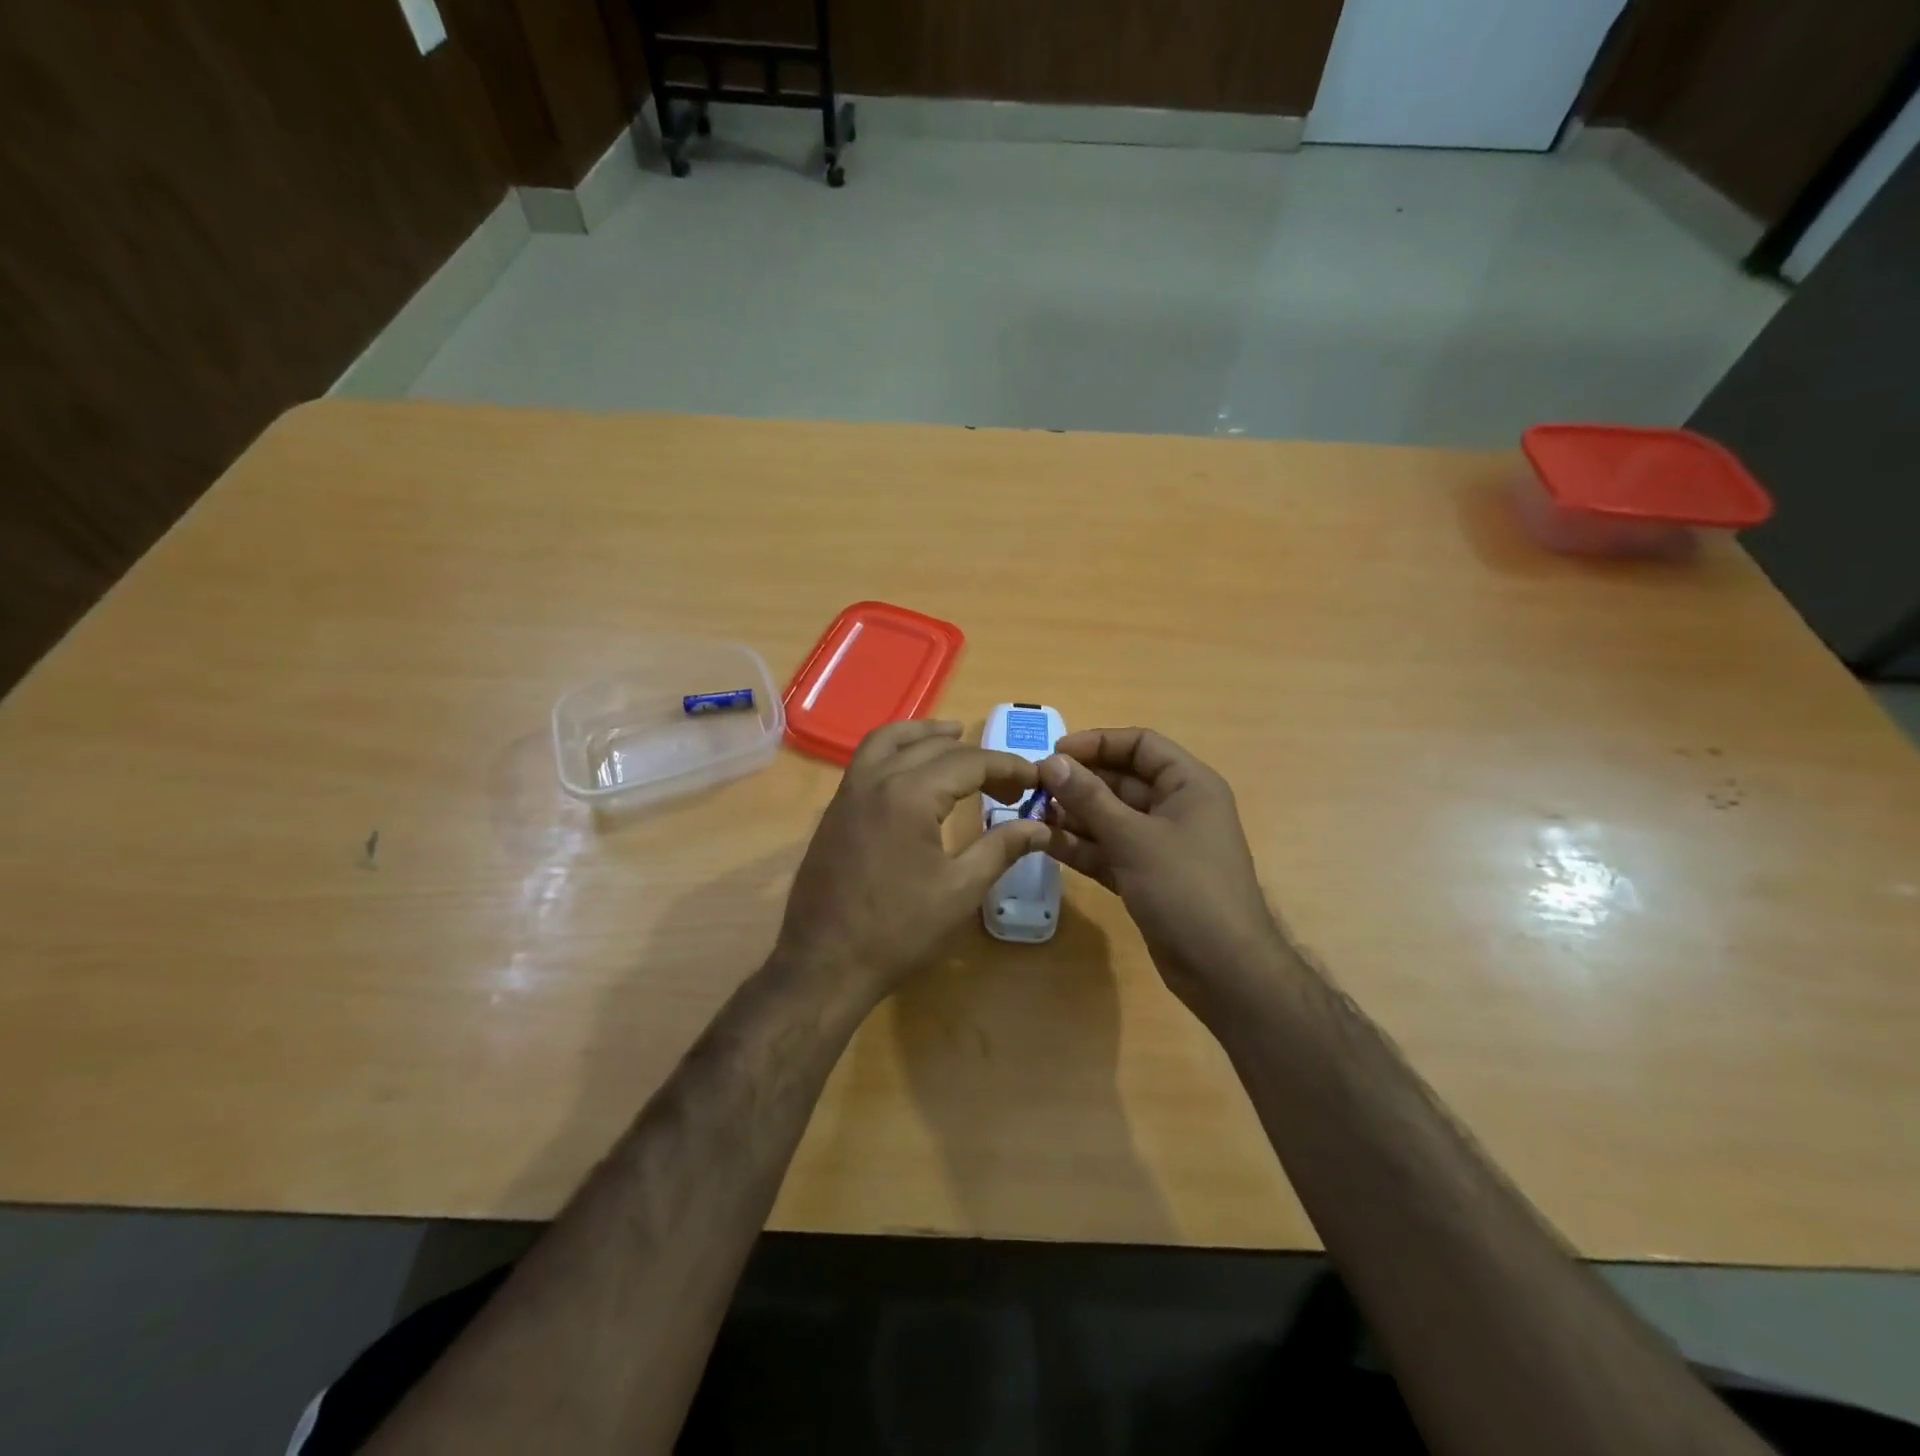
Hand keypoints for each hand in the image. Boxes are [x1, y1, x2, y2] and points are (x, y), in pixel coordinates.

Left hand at [776, 720, 1048, 1003]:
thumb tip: (1040, 826)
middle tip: (1008, 783)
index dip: (1008, 767)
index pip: (969, 762)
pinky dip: (895, 749)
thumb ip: (1001, 848)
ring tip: (956, 737)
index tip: (1035, 779)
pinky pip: (867, 759)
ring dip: (926, 734)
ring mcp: (848, 792)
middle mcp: (875, 779)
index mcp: (910, 794)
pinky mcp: (835, 809)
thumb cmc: (898, 931)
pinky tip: (913, 771)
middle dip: (976, 756)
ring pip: (889, 740)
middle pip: (932, 746)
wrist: (824, 964)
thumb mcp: (960, 891)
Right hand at [1039, 728, 1288, 1009]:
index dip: (1097, 743)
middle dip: (1080, 782)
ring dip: (1075, 815)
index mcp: (1189, 785)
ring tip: (1033, 815)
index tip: (1055, 753)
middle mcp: (1176, 808)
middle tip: (1035, 788)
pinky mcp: (1146, 877)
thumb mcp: (1133, 838)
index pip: (1140, 745)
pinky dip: (1082, 846)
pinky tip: (1046, 842)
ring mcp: (1161, 845)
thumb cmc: (1186, 889)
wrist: (1223, 969)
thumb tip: (1052, 762)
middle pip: (1122, 780)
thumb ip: (1090, 798)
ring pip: (1112, 817)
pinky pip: (1109, 850)